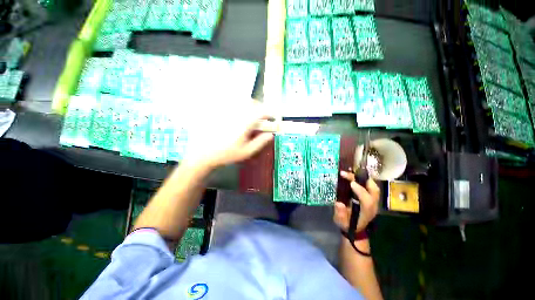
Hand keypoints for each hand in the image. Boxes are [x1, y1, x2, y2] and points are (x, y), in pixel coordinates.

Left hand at [184, 99, 273, 168]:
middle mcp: (235, 114)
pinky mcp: (217, 111)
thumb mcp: (246, 152)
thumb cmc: (226, 155)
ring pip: (241, 101)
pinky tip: (238, 113)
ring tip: (252, 114)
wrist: (203, 154)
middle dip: (260, 108)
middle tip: (263, 116)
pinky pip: (230, 102)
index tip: (273, 117)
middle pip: (252, 103)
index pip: (261, 112)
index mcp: (244, 124)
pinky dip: (238, 105)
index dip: (270, 113)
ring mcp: (225, 111)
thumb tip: (271, 135)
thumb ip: (260, 142)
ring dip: (250, 105)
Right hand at [334, 170, 379, 234]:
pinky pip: (371, 187)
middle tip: (348, 174)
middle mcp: (373, 206)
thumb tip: (339, 203)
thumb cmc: (348, 225)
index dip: (360, 191)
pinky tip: (355, 177)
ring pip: (373, 187)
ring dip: (363, 178)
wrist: (356, 230)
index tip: (351, 183)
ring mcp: (374, 201)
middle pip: (374, 191)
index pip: (367, 200)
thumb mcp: (341, 222)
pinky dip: (364, 180)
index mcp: (366, 212)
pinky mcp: (371, 198)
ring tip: (350, 173)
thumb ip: (340, 214)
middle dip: (362, 180)